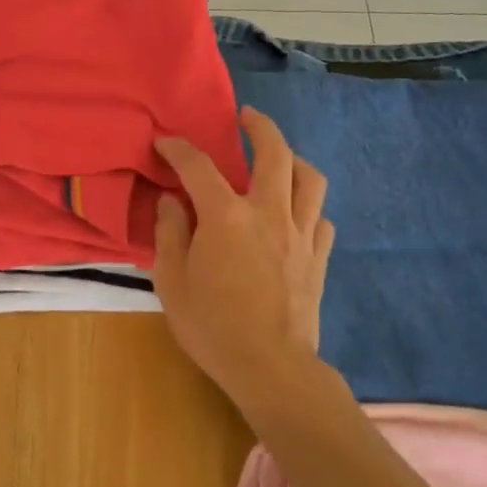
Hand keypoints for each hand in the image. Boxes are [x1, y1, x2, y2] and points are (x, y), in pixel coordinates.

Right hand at [153, 108, 334, 406]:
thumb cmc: (212, 326)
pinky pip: (321, 218)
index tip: (165, 143)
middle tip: (246, 118)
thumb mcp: (171, 281)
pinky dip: (308, 207)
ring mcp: (301, 235)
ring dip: (293, 159)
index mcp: (226, 217)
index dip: (178, 149)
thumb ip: (170, 234)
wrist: (271, 368)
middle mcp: (269, 214)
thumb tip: (173, 202)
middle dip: (260, 127)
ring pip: (310, 179)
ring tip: (279, 158)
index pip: (198, 166)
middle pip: (274, 153)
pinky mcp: (318, 258)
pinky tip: (295, 214)